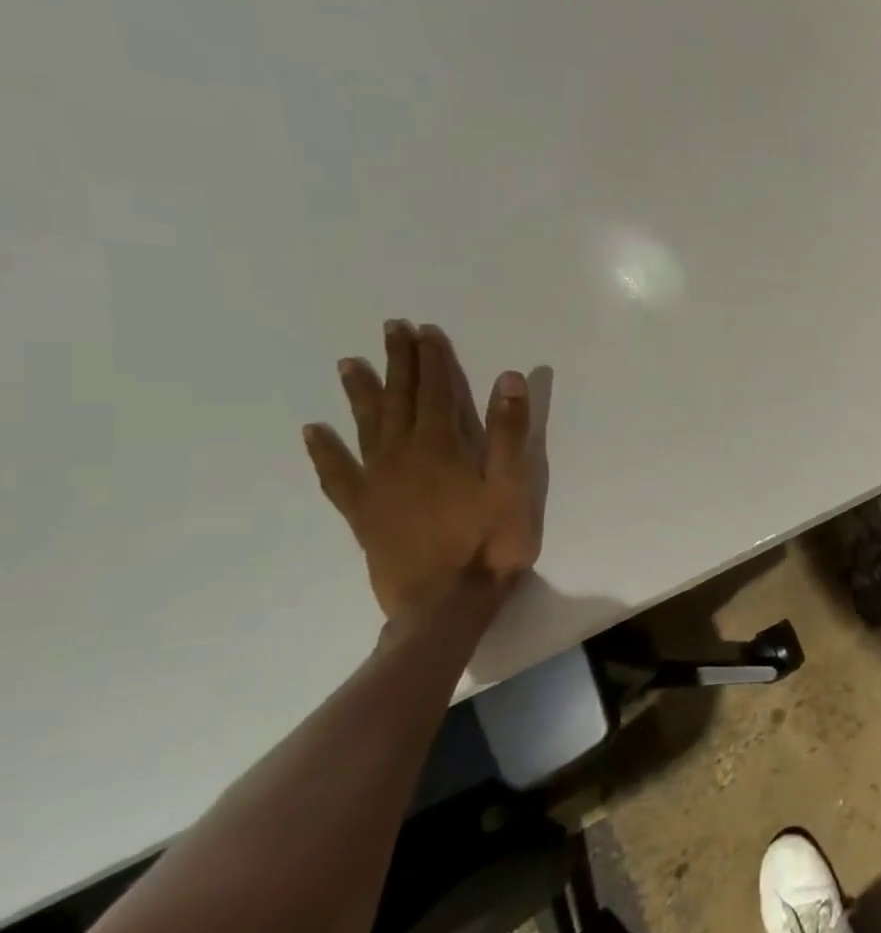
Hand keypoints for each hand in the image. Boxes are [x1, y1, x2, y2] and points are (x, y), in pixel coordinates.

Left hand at [303, 321, 542, 618]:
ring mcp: (376, 483)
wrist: (445, 602)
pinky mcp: (362, 511)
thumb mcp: (514, 484)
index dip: (432, 360)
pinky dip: (323, 451)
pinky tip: (314, 433)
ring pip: (365, 427)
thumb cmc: (490, 541)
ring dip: (360, 394)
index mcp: (441, 447)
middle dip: (398, 363)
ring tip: (349, 365)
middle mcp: (401, 455)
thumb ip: (509, 431)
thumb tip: (507, 378)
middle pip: (398, 400)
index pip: (435, 391)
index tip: (424, 331)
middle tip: (391, 330)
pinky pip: (336, 473)